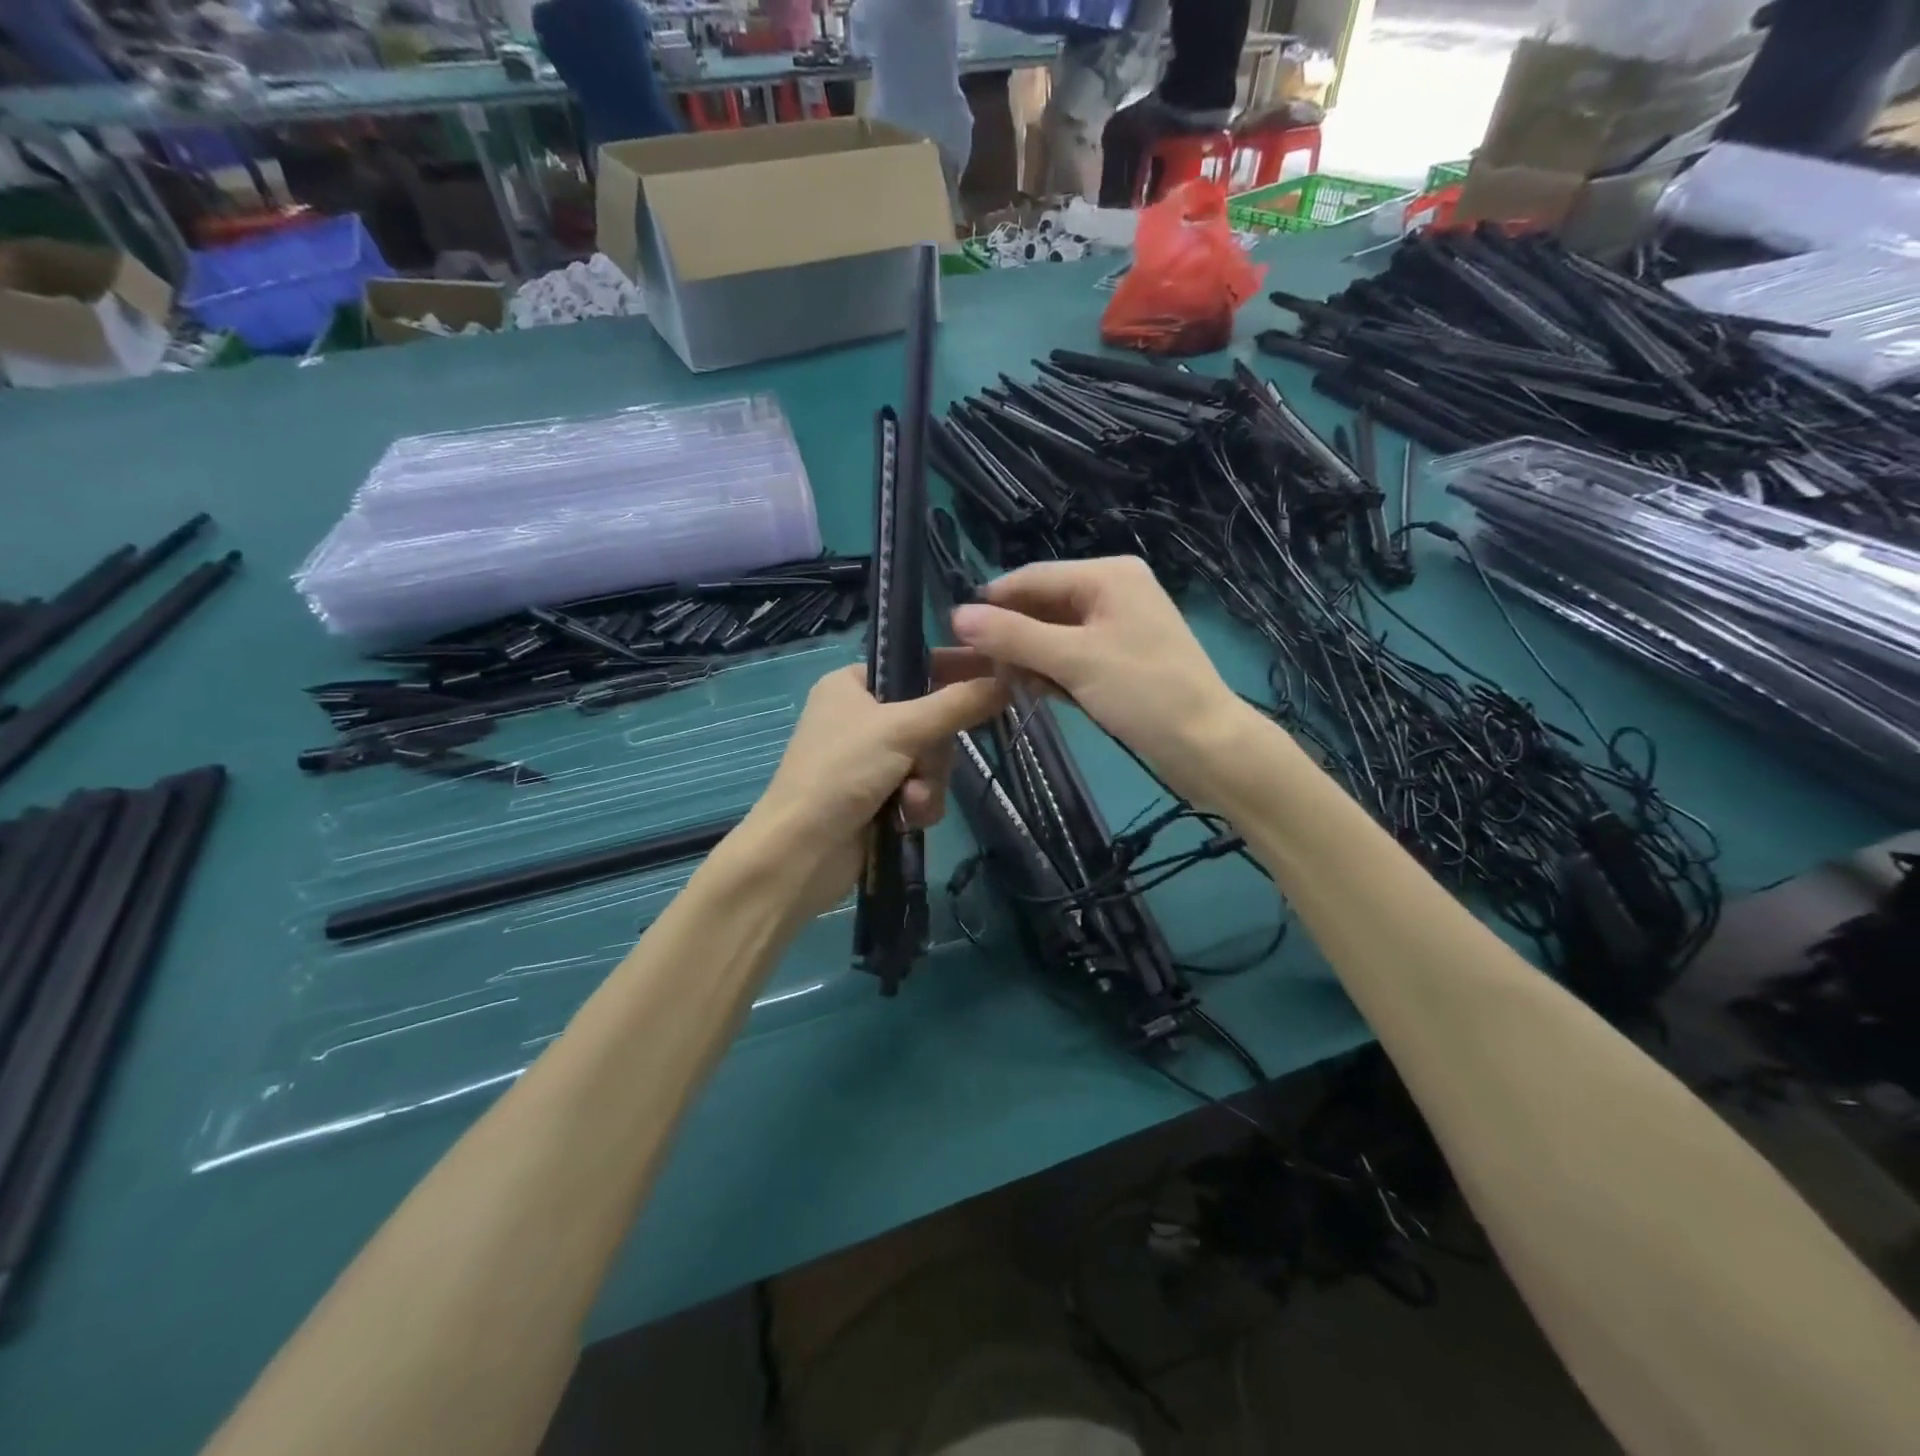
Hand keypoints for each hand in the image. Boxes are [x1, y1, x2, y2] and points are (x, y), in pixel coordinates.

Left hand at [742, 651, 1009, 915]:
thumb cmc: (841, 773)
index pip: (915, 665)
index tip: (996, 673)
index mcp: (851, 685)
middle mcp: (860, 718)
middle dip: (934, 751)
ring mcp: (869, 760)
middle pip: (930, 720)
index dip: (954, 669)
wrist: (801, 852)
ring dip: (928, 782)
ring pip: (930, 759)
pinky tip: (906, 819)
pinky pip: (921, 789)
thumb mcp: (901, 729)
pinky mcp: (877, 797)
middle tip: (924, 764)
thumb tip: (1006, 682)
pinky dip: (919, 804)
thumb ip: (956, 705)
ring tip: (910, 800)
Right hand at [950, 556, 1248, 804]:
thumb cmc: (1144, 693)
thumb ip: (1014, 636)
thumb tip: (957, 615)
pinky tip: (1032, 691)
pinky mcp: (1120, 660)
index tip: (952, 631)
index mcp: (1109, 575)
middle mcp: (1114, 592)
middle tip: (970, 666)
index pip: (1033, 577)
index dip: (991, 603)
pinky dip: (1050, 672)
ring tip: (996, 682)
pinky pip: (1072, 656)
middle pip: (1043, 605)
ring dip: (1027, 657)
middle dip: (1009, 635)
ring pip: (1054, 634)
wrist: (1207, 746)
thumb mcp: (1074, 660)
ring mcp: (1118, 627)